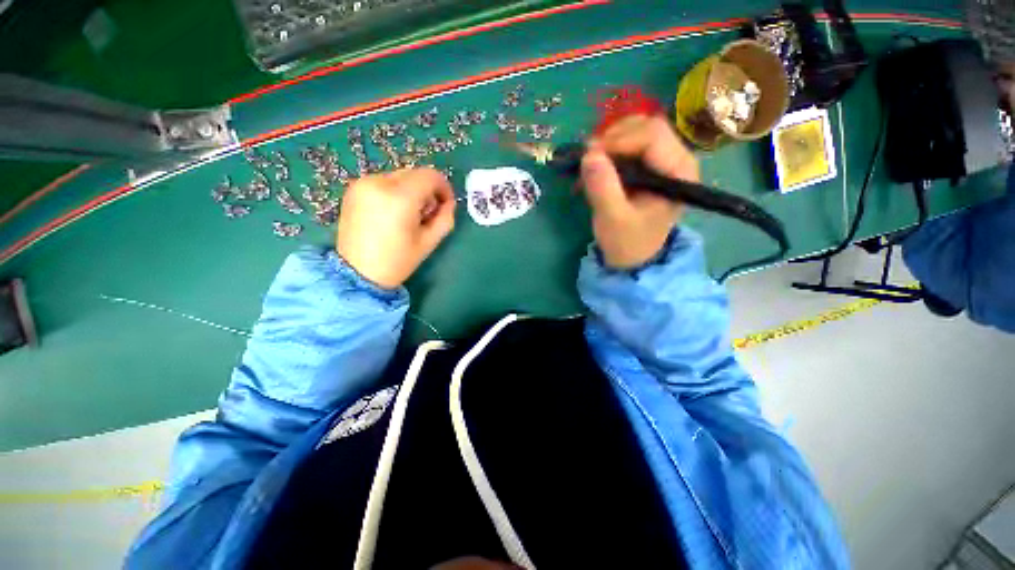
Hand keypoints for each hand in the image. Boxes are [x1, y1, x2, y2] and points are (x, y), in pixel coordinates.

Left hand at [337, 168, 455, 288]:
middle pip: (414, 174)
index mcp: (400, 198)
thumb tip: (448, 203)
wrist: (357, 273)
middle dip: (427, 191)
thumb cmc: (398, 261)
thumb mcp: (429, 242)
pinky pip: (383, 182)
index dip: (444, 187)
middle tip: (427, 214)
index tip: (446, 204)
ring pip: (399, 177)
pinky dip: (394, 192)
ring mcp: (363, 184)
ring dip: (411, 191)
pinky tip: (392, 213)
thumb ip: (445, 218)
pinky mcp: (354, 189)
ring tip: (409, 216)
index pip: (430, 176)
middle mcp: (379, 183)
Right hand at [580, 115, 699, 268]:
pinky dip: (611, 147)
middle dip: (613, 138)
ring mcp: (665, 158)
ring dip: (611, 141)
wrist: (633, 256)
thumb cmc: (627, 241)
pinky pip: (631, 141)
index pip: (652, 135)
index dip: (618, 140)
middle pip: (647, 126)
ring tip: (592, 163)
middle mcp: (677, 158)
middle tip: (589, 159)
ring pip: (638, 129)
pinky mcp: (651, 163)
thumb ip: (603, 188)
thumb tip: (588, 154)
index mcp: (678, 172)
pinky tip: (599, 164)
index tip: (590, 157)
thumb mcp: (612, 219)